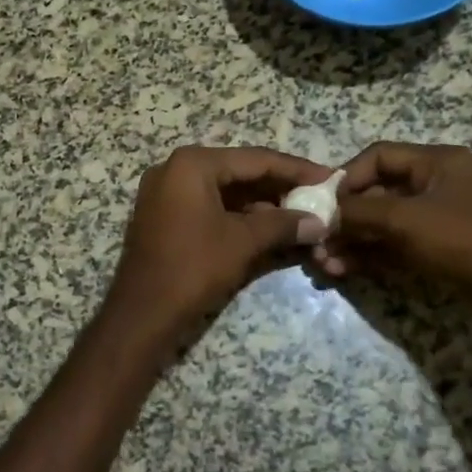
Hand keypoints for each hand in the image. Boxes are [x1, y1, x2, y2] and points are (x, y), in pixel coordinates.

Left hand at [104, 146, 330, 341]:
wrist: (141, 312)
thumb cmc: (193, 267)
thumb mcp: (242, 242)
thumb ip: (283, 224)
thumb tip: (320, 221)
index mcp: (193, 163)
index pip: (255, 159)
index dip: (296, 169)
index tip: (329, 178)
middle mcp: (175, 167)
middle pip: (239, 170)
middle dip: (279, 186)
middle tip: (318, 196)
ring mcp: (165, 191)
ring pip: (224, 189)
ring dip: (260, 202)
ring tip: (299, 214)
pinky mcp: (163, 214)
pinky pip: (208, 204)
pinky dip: (237, 214)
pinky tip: (268, 226)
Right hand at [313, 142, 471, 329]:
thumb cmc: (463, 241)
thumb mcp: (405, 220)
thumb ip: (359, 212)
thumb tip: (325, 215)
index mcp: (438, 162)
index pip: (379, 156)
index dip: (348, 176)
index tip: (323, 203)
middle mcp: (439, 185)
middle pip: (379, 192)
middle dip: (346, 217)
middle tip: (318, 240)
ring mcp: (441, 220)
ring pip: (385, 223)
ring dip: (353, 241)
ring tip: (324, 263)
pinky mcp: (441, 251)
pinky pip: (397, 246)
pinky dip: (371, 256)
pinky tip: (343, 270)